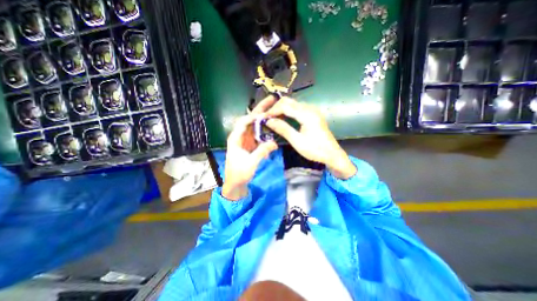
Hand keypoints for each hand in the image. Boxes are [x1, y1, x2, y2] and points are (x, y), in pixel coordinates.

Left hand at [222, 97, 278, 199]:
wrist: (236, 183)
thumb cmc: (239, 173)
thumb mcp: (250, 163)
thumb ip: (262, 151)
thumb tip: (274, 143)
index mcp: (235, 138)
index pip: (244, 122)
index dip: (255, 115)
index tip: (267, 111)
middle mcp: (240, 135)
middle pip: (250, 119)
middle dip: (260, 109)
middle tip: (272, 99)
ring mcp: (246, 139)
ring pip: (255, 124)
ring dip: (264, 117)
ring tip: (274, 109)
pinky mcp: (251, 144)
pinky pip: (258, 133)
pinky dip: (265, 128)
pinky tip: (272, 124)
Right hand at [264, 97, 355, 179]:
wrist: (332, 154)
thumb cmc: (315, 150)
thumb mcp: (297, 141)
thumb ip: (283, 129)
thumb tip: (269, 121)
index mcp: (307, 115)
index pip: (285, 106)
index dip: (273, 110)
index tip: (263, 118)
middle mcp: (310, 109)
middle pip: (289, 101)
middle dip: (276, 108)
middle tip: (267, 117)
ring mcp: (312, 111)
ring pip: (293, 104)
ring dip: (282, 109)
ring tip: (273, 118)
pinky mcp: (313, 114)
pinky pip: (298, 108)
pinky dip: (288, 111)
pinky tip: (284, 118)